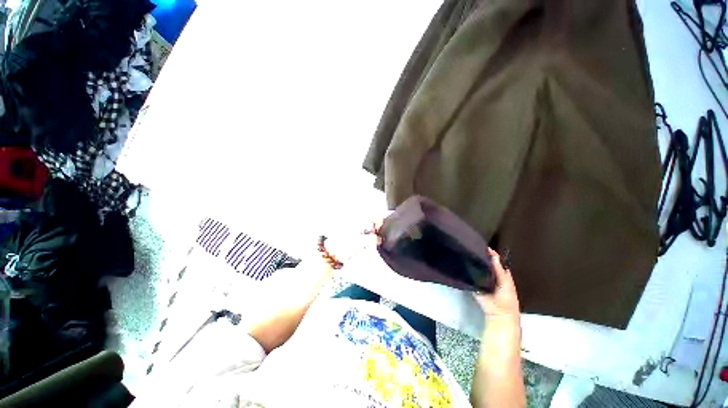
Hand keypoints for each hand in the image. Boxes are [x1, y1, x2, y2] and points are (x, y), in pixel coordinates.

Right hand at [473, 248, 519, 321]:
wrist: (498, 313)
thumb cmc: (506, 298)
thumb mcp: (506, 283)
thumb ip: (499, 270)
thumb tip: (493, 255)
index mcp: (501, 273)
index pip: (495, 261)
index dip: (491, 254)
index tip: (483, 246)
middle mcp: (491, 274)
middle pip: (485, 264)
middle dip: (480, 257)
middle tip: (471, 248)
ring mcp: (482, 279)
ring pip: (478, 269)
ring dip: (473, 263)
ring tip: (466, 254)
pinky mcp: (475, 284)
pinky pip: (471, 276)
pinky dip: (468, 271)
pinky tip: (463, 264)